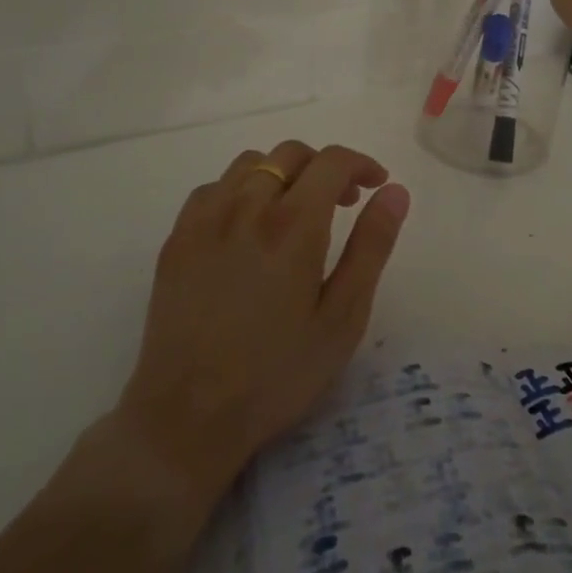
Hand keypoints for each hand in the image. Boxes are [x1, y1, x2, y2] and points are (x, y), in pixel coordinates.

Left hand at [105, 141, 410, 504]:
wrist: (186, 418)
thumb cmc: (277, 374)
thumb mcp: (342, 318)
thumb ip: (371, 246)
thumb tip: (394, 192)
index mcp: (292, 225)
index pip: (332, 162)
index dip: (361, 164)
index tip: (376, 185)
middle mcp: (246, 207)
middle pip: (290, 154)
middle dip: (324, 167)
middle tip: (341, 204)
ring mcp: (204, 219)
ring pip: (251, 163)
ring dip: (283, 174)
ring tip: (295, 212)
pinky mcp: (177, 238)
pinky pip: (214, 188)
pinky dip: (242, 190)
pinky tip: (247, 227)